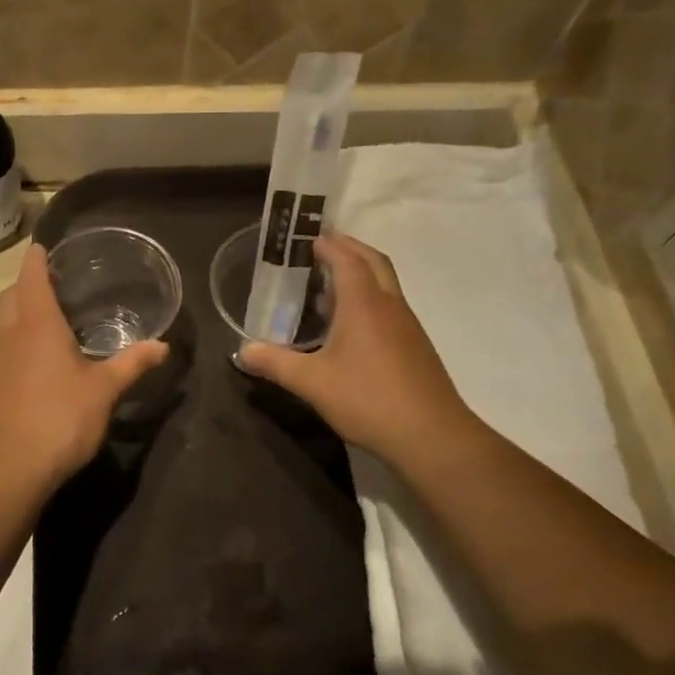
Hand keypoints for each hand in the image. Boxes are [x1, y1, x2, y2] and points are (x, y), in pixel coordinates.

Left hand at [0, 244, 168, 498]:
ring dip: (22, 314)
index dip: (36, 260)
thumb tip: (163, 345)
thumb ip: (132, 364)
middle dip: (26, 284)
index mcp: (38, 327)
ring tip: (53, 320)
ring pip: (5, 324)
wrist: (9, 468)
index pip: (32, 279)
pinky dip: (21, 342)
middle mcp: (12, 337)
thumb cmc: (60, 419)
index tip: (43, 246)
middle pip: (11, 297)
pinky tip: (43, 362)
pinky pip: (6, 350)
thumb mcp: (104, 391)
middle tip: (53, 283)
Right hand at [238, 234, 478, 465]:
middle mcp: (390, 304)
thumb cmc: (368, 399)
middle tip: (322, 249)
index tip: (308, 239)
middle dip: (349, 248)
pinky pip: (390, 306)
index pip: (347, 258)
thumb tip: (242, 351)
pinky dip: (370, 298)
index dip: (328, 244)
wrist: (431, 435)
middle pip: (373, 261)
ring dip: (362, 273)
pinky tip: (351, 326)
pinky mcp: (416, 346)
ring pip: (385, 283)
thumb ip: (275, 363)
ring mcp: (407, 325)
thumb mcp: (312, 383)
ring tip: (330, 285)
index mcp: (364, 303)